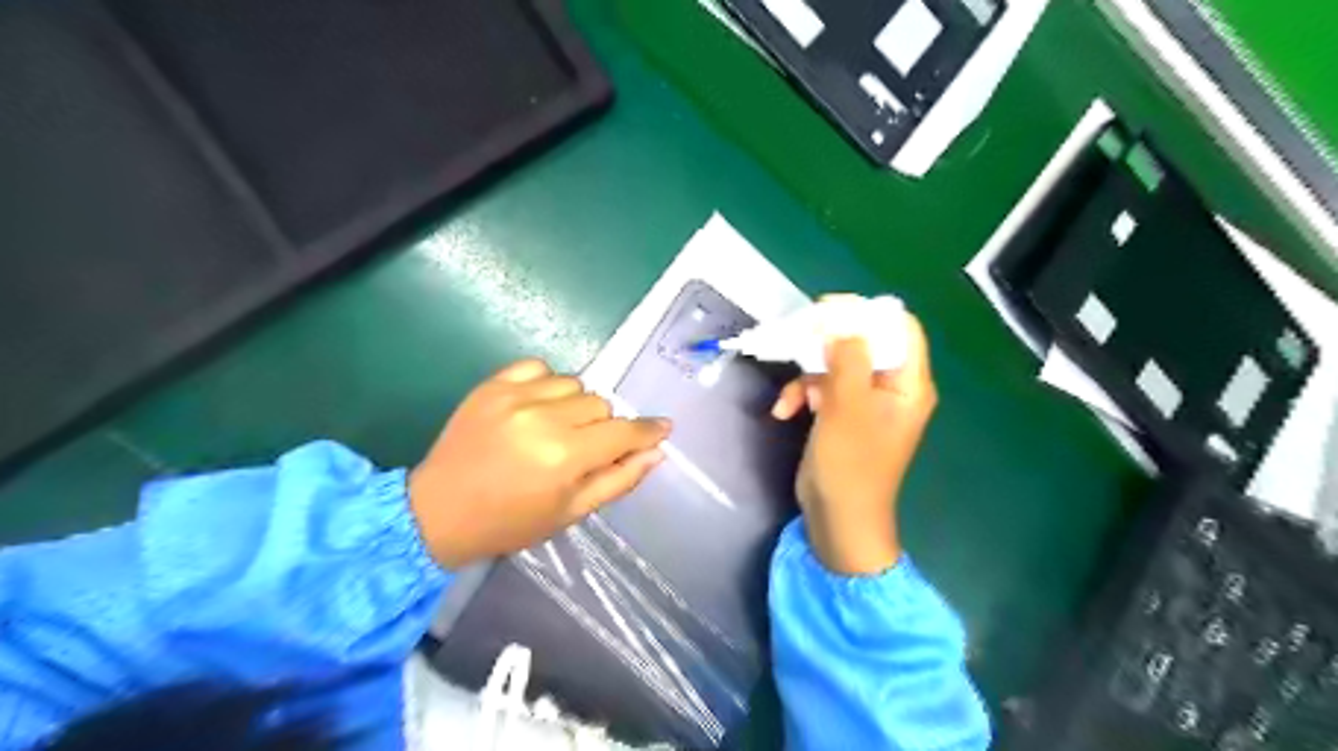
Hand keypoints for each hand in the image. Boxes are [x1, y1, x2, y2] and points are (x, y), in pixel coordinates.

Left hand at [410, 360, 667, 566]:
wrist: (437, 512)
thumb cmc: (510, 522)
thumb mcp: (571, 512)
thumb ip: (619, 479)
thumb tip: (656, 452)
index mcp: (565, 456)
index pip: (623, 431)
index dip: (647, 430)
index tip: (662, 427)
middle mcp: (543, 418)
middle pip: (600, 404)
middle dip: (602, 426)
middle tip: (583, 447)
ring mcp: (514, 396)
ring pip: (574, 383)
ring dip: (575, 405)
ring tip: (555, 427)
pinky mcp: (492, 385)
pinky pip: (539, 367)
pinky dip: (547, 384)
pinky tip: (535, 406)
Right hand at [775, 310, 939, 575]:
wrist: (837, 520)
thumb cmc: (850, 465)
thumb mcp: (847, 407)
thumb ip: (848, 359)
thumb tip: (842, 324)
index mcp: (908, 384)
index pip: (900, 329)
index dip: (867, 313)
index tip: (828, 308)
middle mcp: (892, 389)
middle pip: (864, 344)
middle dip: (827, 344)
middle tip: (797, 338)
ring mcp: (866, 404)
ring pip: (837, 366)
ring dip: (807, 376)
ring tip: (788, 397)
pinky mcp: (843, 416)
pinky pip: (824, 390)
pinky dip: (802, 396)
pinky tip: (782, 411)